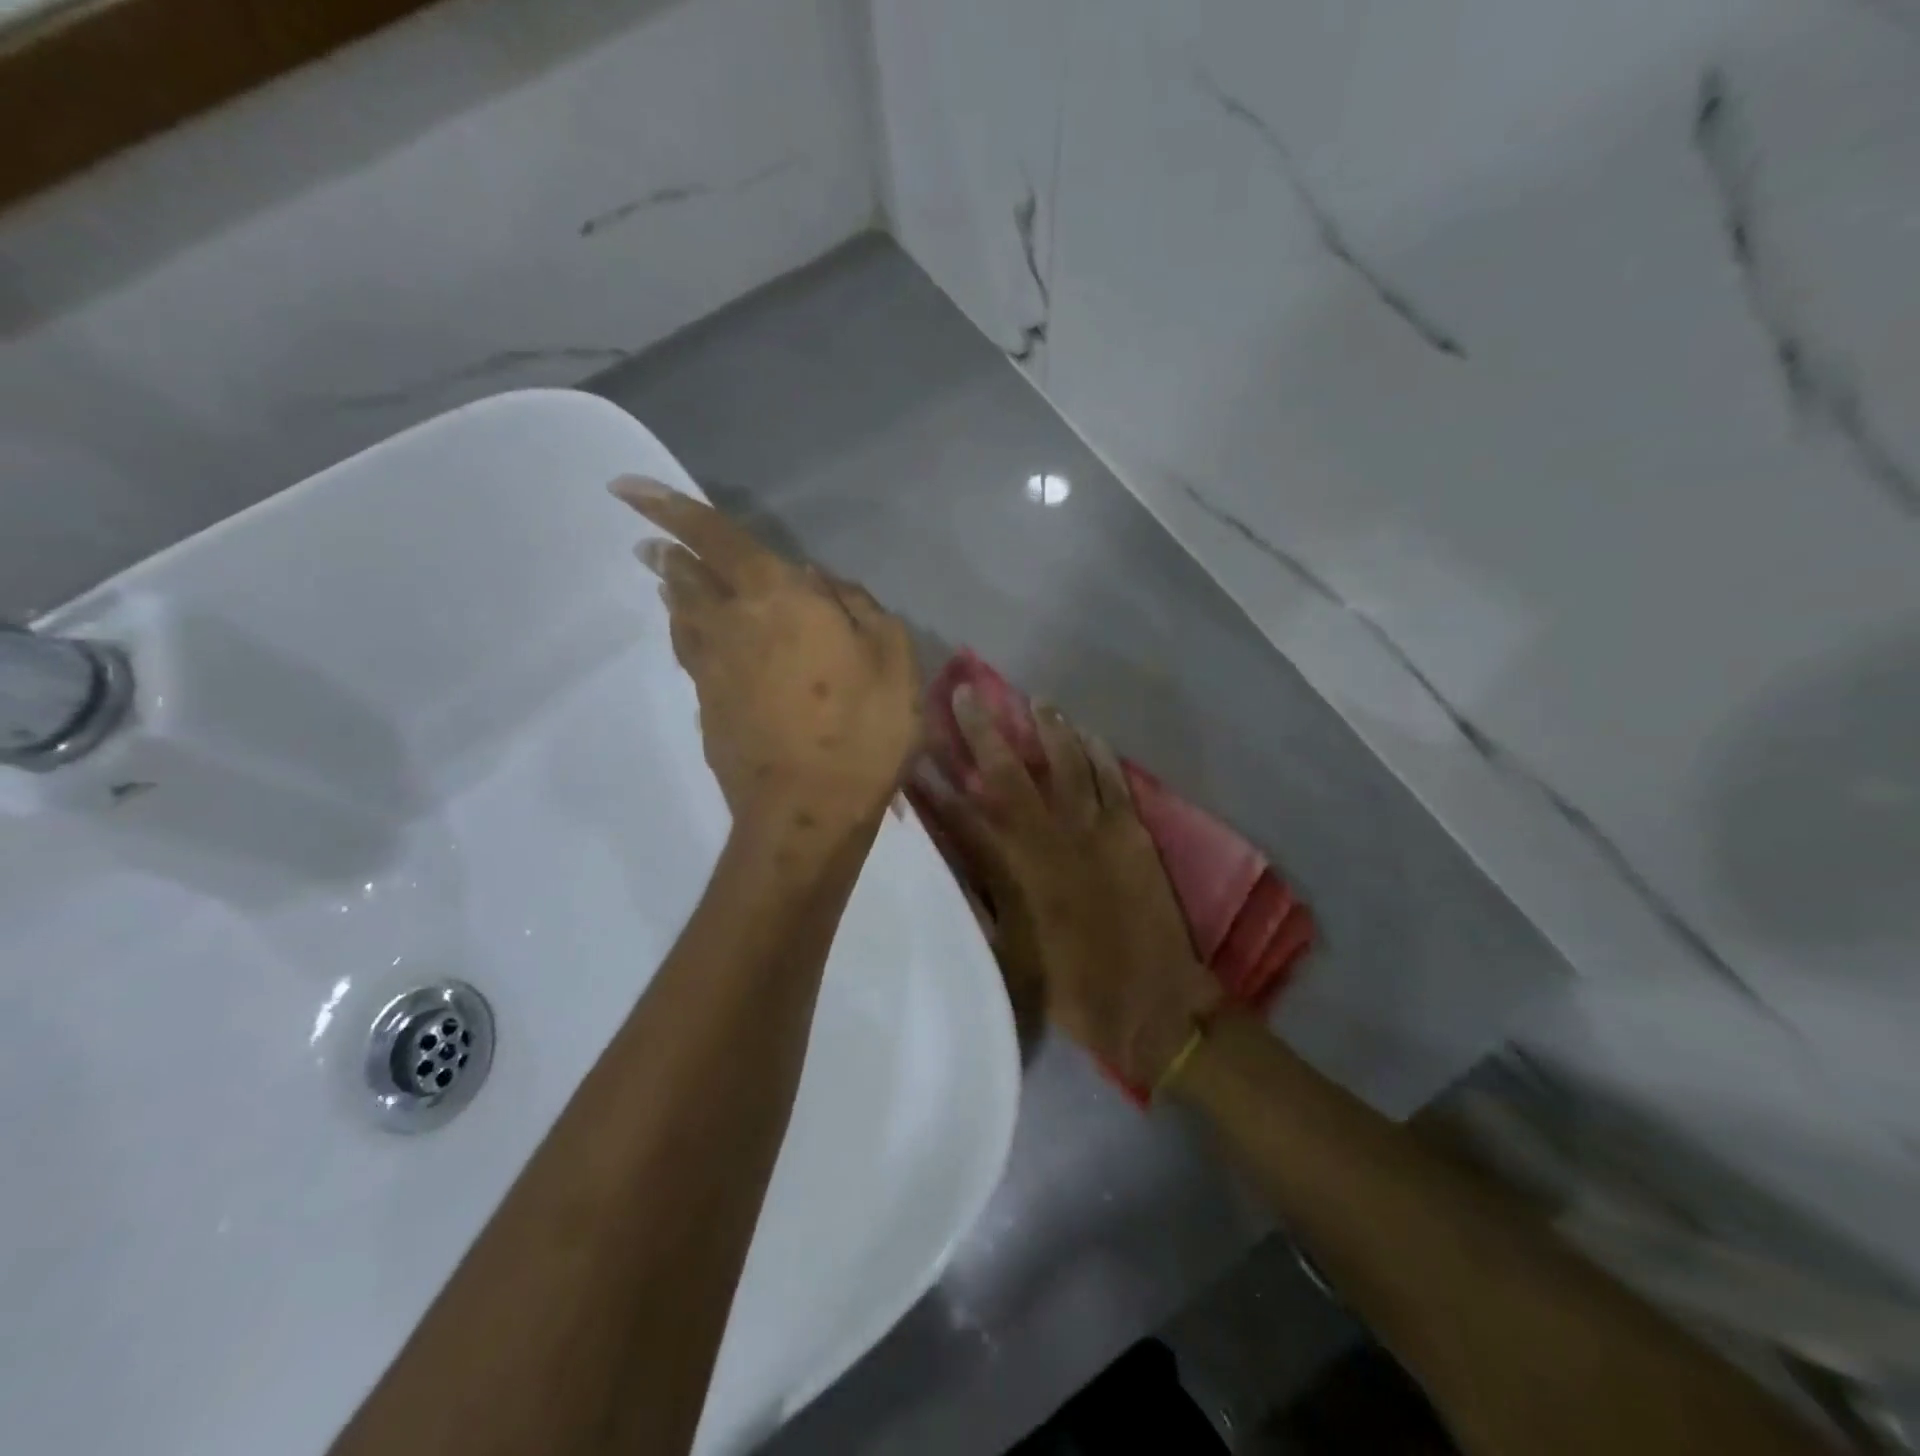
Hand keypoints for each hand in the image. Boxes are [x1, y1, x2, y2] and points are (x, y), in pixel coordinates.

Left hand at [611, 477, 920, 826]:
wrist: (807, 814)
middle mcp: (732, 625)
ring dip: (674, 595)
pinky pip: (695, 660)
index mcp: (777, 598)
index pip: (713, 538)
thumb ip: (859, 607)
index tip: (624, 489)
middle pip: (687, 578)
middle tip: (653, 545)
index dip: (669, 508)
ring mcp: (713, 672)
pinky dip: (693, 639)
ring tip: (669, 583)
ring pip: (683, 619)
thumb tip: (821, 582)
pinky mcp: (708, 712)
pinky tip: (705, 645)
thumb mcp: (894, 657)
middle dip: (668, 554)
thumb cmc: (862, 730)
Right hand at [917, 691, 1221, 1088]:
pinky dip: (1099, 753)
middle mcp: (1047, 837)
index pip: (961, 815)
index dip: (934, 783)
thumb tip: (960, 866)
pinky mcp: (1131, 831)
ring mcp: (1093, 828)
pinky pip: (1112, 779)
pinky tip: (1088, 733)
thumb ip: (981, 902)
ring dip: (1048, 728)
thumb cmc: (1070, 987)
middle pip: (1008, 772)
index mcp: (1012, 870)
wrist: (1148, 1001)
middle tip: (966, 693)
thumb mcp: (1007, 954)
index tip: (913, 752)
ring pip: (1066, 762)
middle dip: (983, 730)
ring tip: (1037, 700)